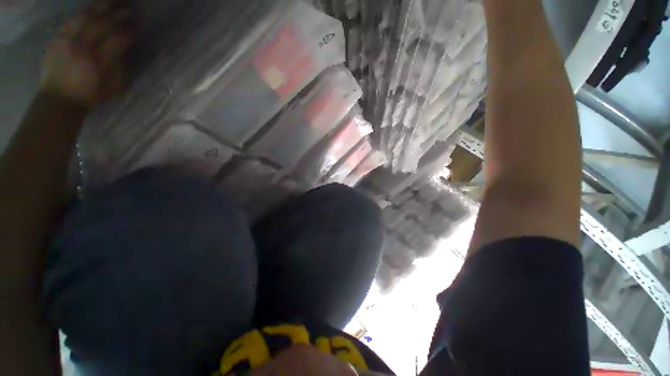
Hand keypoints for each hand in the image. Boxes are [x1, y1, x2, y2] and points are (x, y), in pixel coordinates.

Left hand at [39, 1, 137, 107]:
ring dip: (103, 7)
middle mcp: (84, 47)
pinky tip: (94, 8)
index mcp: (100, 62)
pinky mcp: (58, 38)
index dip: (130, 30)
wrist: (59, 99)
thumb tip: (126, 48)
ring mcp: (69, 40)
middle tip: (130, 8)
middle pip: (104, 24)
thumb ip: (121, 66)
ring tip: (114, 1)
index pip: (119, 39)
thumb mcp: (114, 86)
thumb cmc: (92, 95)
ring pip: (88, 16)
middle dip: (119, 14)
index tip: (139, 24)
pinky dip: (85, 11)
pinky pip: (73, 19)